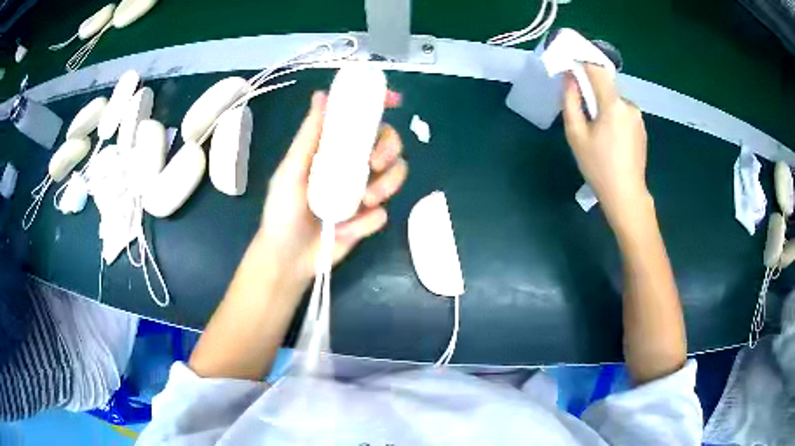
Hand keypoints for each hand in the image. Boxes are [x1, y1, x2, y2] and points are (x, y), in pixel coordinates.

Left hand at [257, 91, 406, 286]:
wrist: (289, 258)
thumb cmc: (282, 211)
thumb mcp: (291, 170)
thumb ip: (309, 135)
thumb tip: (321, 95)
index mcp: (333, 149)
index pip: (361, 121)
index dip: (379, 107)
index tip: (394, 101)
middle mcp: (353, 165)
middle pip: (388, 143)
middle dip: (389, 149)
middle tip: (375, 163)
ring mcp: (364, 191)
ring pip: (396, 175)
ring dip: (387, 185)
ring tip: (364, 202)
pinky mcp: (370, 218)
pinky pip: (384, 212)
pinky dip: (367, 221)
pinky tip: (346, 229)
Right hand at [562, 64, 648, 222]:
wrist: (626, 195)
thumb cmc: (598, 166)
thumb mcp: (576, 134)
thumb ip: (571, 101)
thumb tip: (569, 78)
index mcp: (613, 104)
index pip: (597, 70)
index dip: (582, 62)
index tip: (570, 64)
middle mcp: (629, 105)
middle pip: (606, 86)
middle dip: (592, 90)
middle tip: (581, 109)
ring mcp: (638, 117)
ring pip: (615, 101)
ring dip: (603, 106)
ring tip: (596, 131)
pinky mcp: (641, 128)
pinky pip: (623, 112)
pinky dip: (613, 116)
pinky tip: (609, 139)